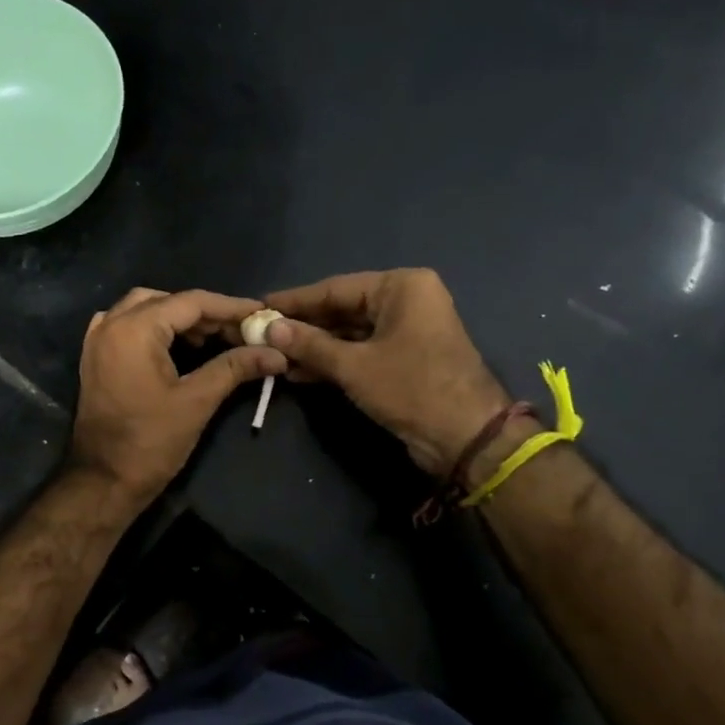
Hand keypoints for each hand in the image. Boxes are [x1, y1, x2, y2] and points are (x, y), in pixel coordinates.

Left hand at [70, 287, 287, 507]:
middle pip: (167, 301)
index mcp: (134, 329)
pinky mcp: (96, 358)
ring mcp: (98, 340)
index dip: (230, 307)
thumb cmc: (150, 442)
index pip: (190, 302)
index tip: (261, 313)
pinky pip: (128, 326)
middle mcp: (111, 324)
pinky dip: (156, 328)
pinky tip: (178, 346)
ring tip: (214, 338)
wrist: (102, 481)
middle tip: (239, 331)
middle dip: (206, 313)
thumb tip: (276, 353)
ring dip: (180, 319)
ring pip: (145, 310)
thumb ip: (235, 368)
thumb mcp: (197, 401)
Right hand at [264, 269, 513, 475]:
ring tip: (275, 357)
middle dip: (304, 327)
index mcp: (401, 287)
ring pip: (350, 333)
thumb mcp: (353, 366)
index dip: (295, 301)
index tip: (259, 306)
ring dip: (315, 347)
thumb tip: (269, 329)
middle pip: (343, 309)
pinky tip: (300, 372)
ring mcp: (407, 330)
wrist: (465, 437)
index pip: (335, 288)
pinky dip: (334, 361)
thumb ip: (310, 345)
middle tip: (262, 335)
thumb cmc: (411, 388)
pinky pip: (362, 351)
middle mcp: (406, 300)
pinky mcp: (405, 358)